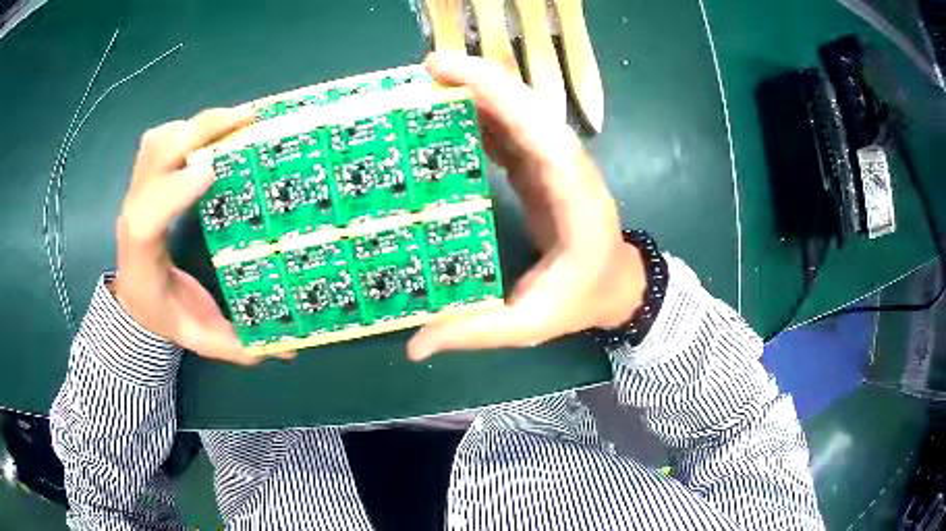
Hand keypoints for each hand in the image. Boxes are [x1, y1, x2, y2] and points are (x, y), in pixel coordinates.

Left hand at [113, 107, 294, 364]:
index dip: (174, 190)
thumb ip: (238, 346)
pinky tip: (212, 132)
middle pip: (152, 158)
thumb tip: (289, 348)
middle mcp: (133, 214)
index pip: (146, 217)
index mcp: (142, 257)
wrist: (132, 302)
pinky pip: (158, 141)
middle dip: (196, 131)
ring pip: (155, 142)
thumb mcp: (198, 338)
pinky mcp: (144, 180)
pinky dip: (186, 127)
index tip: (211, 169)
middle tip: (246, 119)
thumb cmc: (162, 317)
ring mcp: (135, 192)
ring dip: (194, 124)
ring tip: (236, 119)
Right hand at [407, 53, 646, 360]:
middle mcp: (565, 164)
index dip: (495, 93)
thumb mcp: (529, 324)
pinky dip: (479, 113)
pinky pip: (509, 128)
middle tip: (424, 69)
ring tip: (426, 83)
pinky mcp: (540, 164)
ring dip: (476, 89)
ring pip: (516, 109)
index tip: (447, 73)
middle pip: (524, 104)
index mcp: (571, 193)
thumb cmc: (581, 298)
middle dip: (477, 78)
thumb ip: (474, 332)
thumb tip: (415, 346)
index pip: (535, 129)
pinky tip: (446, 113)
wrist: (616, 284)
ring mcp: (553, 159)